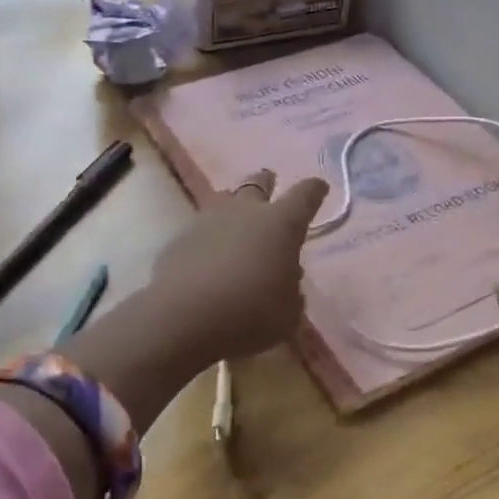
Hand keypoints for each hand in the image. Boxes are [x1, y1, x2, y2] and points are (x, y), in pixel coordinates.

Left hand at [146, 169, 329, 368]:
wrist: (185, 318)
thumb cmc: (251, 313)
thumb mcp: (288, 313)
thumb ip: (291, 292)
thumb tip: (285, 278)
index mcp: (281, 224)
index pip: (305, 195)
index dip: (314, 190)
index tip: (319, 187)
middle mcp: (245, 212)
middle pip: (257, 184)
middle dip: (266, 182)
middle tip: (269, 180)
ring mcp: (207, 221)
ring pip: (224, 200)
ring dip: (233, 205)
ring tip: (236, 217)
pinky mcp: (179, 239)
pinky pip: (200, 230)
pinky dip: (208, 238)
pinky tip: (208, 256)